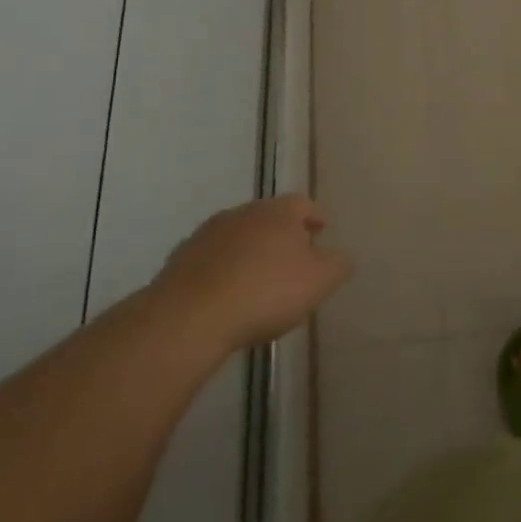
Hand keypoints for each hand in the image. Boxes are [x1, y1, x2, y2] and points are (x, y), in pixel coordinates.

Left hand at [154, 195, 350, 352]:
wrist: (189, 317)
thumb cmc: (265, 292)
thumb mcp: (319, 281)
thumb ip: (338, 265)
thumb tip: (341, 257)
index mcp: (279, 212)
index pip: (303, 204)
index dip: (314, 217)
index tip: (321, 233)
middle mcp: (243, 213)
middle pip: (269, 217)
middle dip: (281, 235)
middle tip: (292, 260)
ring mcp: (207, 235)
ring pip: (237, 237)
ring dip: (249, 252)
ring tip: (257, 281)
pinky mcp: (179, 261)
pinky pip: (211, 260)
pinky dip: (222, 271)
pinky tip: (226, 296)